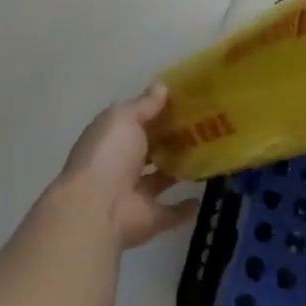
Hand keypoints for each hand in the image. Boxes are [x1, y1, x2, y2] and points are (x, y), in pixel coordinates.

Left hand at [56, 86, 199, 249]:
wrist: (98, 208)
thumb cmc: (109, 155)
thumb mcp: (124, 118)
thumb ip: (144, 104)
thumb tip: (161, 86)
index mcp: (110, 139)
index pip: (135, 123)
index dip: (157, 113)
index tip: (186, 104)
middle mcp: (119, 166)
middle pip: (148, 151)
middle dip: (169, 142)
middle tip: (204, 128)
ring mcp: (134, 194)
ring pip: (159, 180)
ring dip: (177, 172)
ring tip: (207, 157)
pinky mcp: (150, 218)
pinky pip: (170, 212)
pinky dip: (185, 208)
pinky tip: (203, 197)